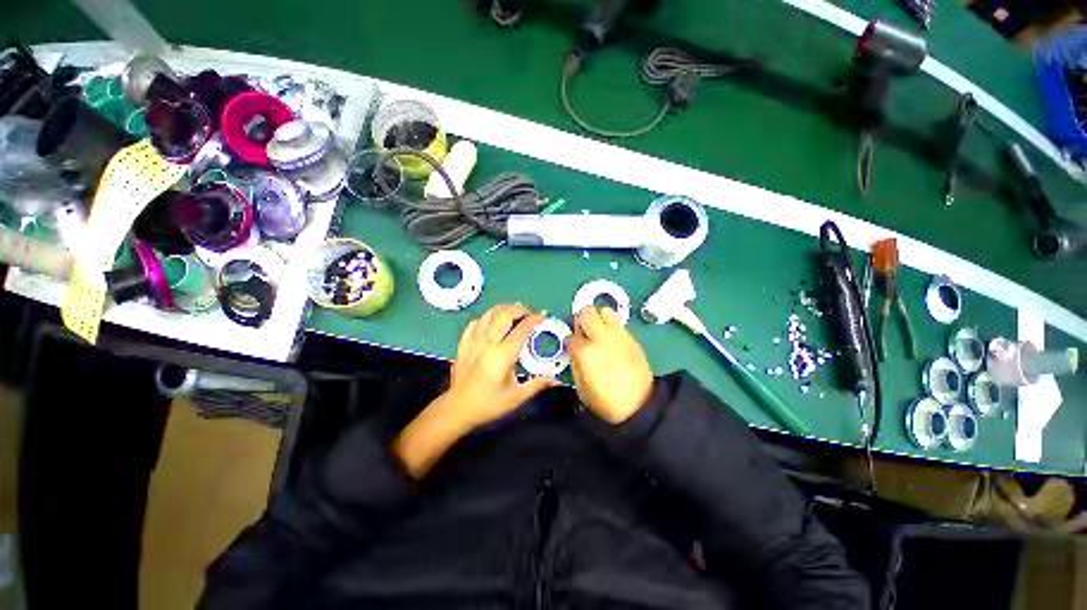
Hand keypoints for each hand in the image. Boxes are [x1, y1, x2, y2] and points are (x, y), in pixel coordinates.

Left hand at [443, 303, 558, 427]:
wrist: (457, 409)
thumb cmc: (488, 404)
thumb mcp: (516, 397)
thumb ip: (537, 385)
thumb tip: (556, 380)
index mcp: (503, 355)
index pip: (522, 329)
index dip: (534, 319)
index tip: (543, 316)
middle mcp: (488, 343)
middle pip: (504, 314)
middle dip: (519, 309)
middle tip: (529, 312)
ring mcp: (473, 341)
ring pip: (488, 314)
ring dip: (503, 309)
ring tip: (513, 312)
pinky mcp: (463, 344)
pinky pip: (475, 323)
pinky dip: (485, 318)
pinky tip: (491, 322)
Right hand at [568, 305, 653, 423]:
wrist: (640, 406)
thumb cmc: (606, 401)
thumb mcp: (581, 387)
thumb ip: (575, 363)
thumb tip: (574, 351)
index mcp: (585, 351)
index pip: (571, 336)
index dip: (571, 342)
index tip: (574, 349)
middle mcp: (601, 337)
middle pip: (587, 312)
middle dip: (582, 319)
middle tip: (583, 331)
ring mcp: (618, 335)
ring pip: (605, 310)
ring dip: (599, 318)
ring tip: (599, 331)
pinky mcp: (632, 339)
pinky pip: (619, 324)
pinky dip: (612, 328)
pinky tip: (613, 342)